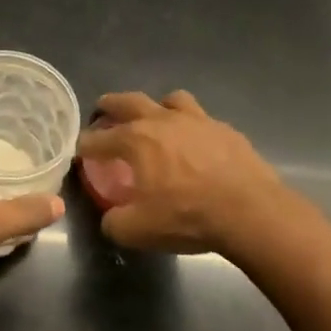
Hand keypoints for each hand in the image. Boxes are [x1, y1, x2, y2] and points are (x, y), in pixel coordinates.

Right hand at [77, 90, 291, 255]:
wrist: (249, 211)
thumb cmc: (187, 216)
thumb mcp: (138, 231)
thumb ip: (115, 222)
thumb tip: (111, 218)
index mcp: (136, 140)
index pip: (99, 138)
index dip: (85, 145)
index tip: (80, 152)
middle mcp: (163, 120)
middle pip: (129, 101)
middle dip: (111, 105)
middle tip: (103, 110)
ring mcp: (197, 120)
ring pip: (171, 99)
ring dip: (158, 107)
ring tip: (157, 120)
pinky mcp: (225, 130)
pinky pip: (202, 120)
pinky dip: (192, 128)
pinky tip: (196, 145)